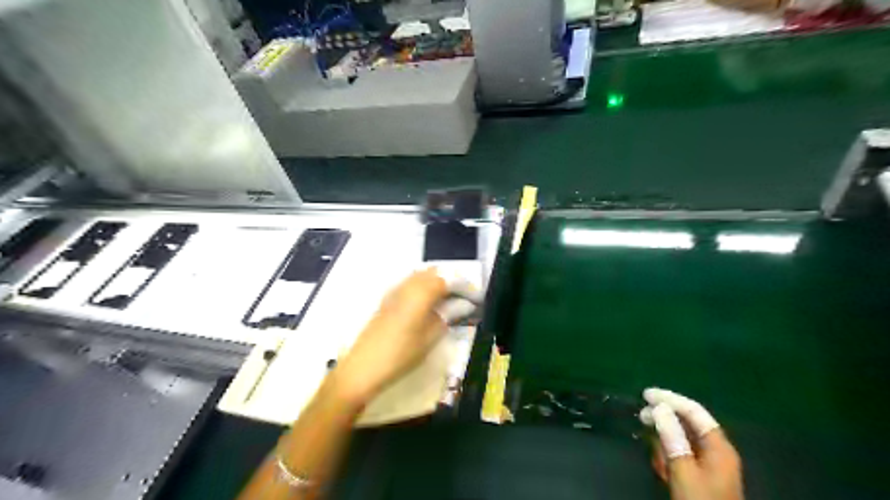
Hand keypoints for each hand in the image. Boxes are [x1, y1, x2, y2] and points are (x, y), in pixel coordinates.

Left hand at [329, 269, 480, 404]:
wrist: (363, 367)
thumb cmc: (401, 354)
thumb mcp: (430, 337)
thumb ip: (447, 316)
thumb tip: (462, 305)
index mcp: (421, 293)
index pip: (448, 280)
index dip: (464, 285)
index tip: (475, 297)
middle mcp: (407, 285)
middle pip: (433, 273)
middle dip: (450, 281)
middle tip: (463, 297)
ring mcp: (394, 291)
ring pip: (420, 276)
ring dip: (436, 283)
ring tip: (448, 300)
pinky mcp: (387, 299)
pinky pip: (409, 284)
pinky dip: (422, 288)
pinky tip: (427, 304)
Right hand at [641, 389, 745, 498]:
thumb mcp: (682, 469)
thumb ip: (672, 437)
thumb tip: (659, 407)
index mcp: (718, 445)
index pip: (693, 411)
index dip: (670, 399)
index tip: (646, 394)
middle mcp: (716, 449)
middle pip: (687, 423)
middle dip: (664, 420)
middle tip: (641, 417)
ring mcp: (709, 463)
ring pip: (682, 439)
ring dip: (665, 443)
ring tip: (657, 459)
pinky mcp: (701, 474)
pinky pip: (681, 455)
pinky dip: (669, 456)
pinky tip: (662, 468)